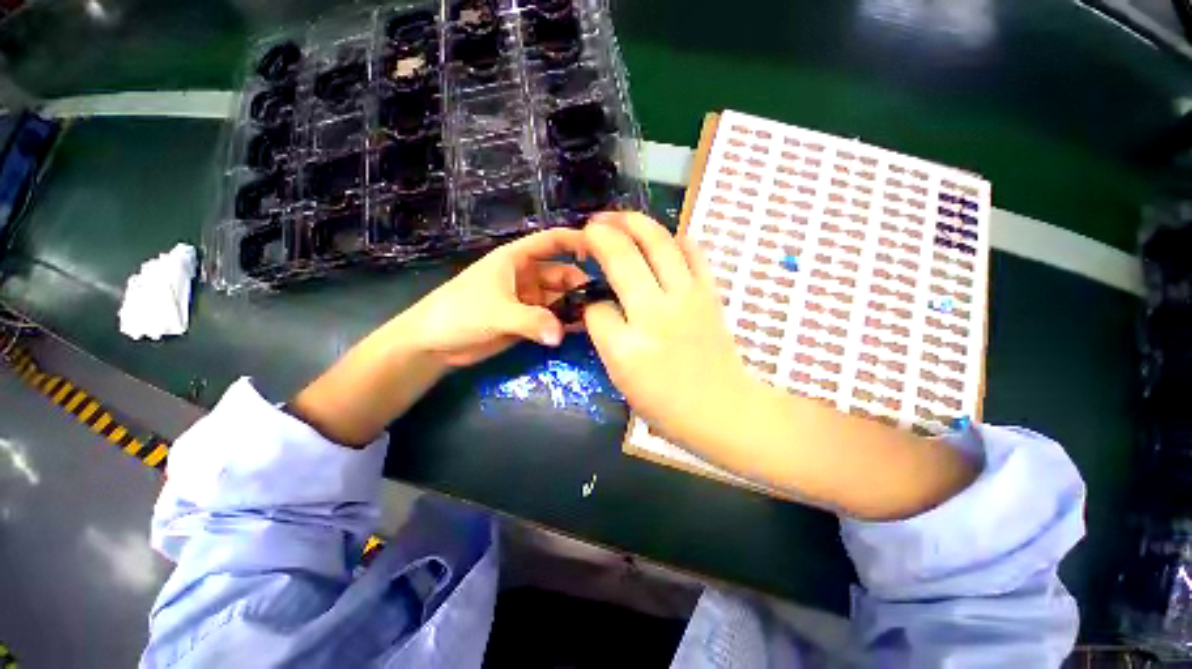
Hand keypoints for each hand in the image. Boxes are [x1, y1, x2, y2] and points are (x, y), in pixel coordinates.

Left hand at [403, 228, 589, 366]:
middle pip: (563, 274)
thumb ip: (530, 321)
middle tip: (603, 303)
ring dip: (576, 307)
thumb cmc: (459, 313)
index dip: (576, 240)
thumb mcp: (496, 313)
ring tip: (599, 319)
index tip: (603, 252)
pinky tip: (583, 330)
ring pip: (561, 298)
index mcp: (517, 258)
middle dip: (581, 285)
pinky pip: (553, 318)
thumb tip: (560, 335)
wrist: (434, 344)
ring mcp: (529, 299)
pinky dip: (566, 322)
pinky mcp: (528, 320)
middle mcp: (528, 275)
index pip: (552, 241)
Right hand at [582, 213, 759, 448]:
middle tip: (591, 225)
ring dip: (634, 223)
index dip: (589, 301)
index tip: (591, 300)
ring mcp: (688, 298)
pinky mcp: (709, 293)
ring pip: (658, 242)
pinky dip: (673, 237)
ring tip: (618, 218)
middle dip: (601, 233)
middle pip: (624, 256)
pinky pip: (692, 251)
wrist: (722, 409)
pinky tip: (660, 238)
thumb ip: (605, 336)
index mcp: (629, 346)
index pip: (596, 307)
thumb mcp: (621, 378)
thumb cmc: (666, 403)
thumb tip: (601, 304)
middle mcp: (657, 314)